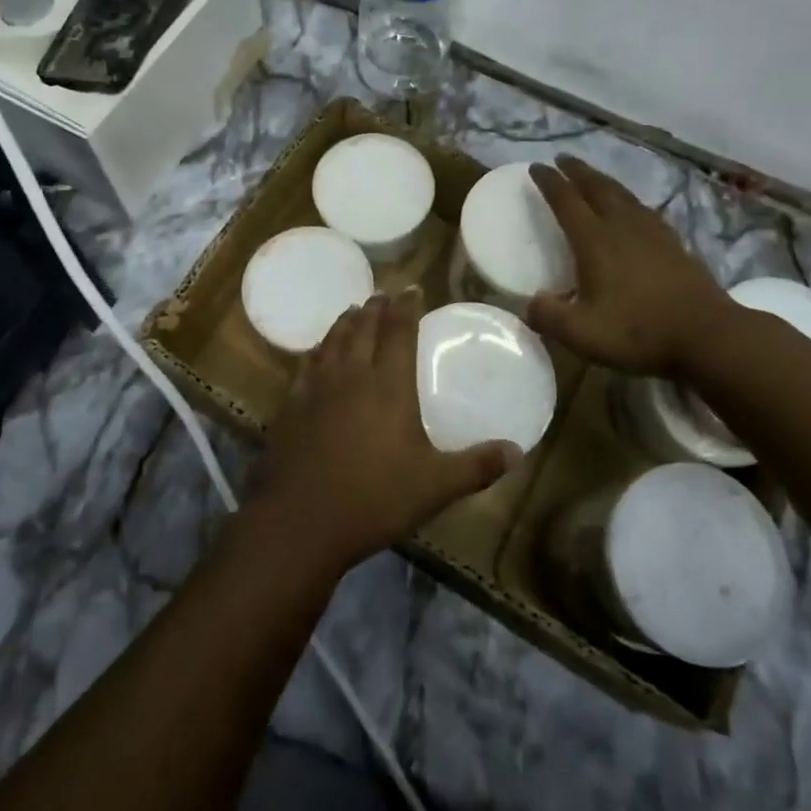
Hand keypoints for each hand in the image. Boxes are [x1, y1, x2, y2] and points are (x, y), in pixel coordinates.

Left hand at [249, 288, 521, 575]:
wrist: (302, 520)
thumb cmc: (375, 499)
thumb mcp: (435, 487)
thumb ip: (477, 466)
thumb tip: (519, 452)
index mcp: (388, 385)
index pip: (398, 331)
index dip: (406, 306)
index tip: (412, 289)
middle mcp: (352, 374)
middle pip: (364, 327)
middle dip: (376, 307)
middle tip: (383, 294)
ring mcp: (317, 386)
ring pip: (334, 339)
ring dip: (347, 320)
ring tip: (354, 310)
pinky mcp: (292, 402)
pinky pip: (307, 363)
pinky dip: (318, 348)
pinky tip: (318, 351)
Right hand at [526, 155, 729, 375]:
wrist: (708, 336)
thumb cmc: (639, 331)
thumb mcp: (581, 333)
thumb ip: (548, 317)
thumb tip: (529, 303)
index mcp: (594, 240)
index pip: (566, 201)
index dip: (549, 182)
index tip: (536, 166)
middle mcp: (622, 226)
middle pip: (596, 187)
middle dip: (577, 171)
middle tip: (562, 159)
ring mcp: (652, 232)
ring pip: (622, 194)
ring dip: (603, 180)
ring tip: (592, 176)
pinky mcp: (674, 243)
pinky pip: (643, 209)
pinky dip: (628, 199)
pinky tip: (632, 207)